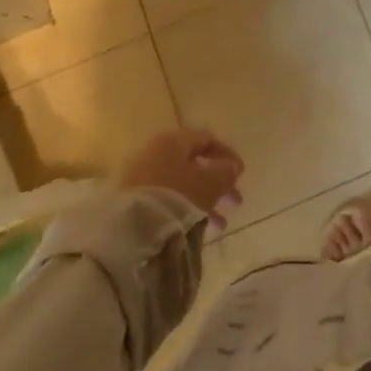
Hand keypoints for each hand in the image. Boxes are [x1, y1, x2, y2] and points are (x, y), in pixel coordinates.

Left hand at [118, 129, 244, 219]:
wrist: (129, 231)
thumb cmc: (177, 197)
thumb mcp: (209, 183)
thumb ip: (225, 172)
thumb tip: (232, 167)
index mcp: (172, 141)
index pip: (206, 139)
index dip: (227, 155)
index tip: (241, 174)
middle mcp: (154, 153)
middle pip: (194, 164)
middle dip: (218, 183)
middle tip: (236, 201)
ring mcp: (140, 178)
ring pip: (181, 184)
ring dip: (204, 200)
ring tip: (221, 224)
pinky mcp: (132, 201)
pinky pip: (167, 199)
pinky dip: (185, 209)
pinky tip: (197, 229)